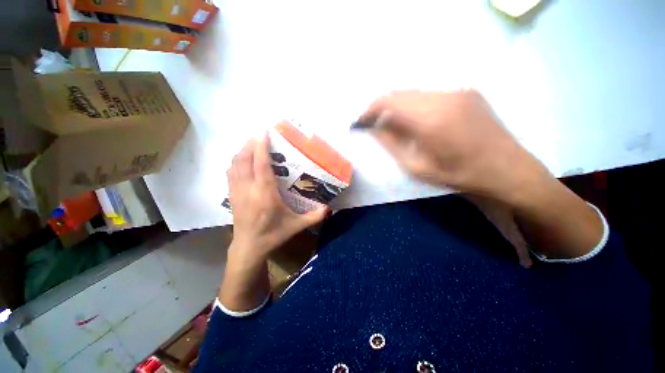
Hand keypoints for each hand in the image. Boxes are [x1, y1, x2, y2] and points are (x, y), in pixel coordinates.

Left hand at [227, 133, 328, 258]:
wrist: (249, 247)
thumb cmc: (273, 235)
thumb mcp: (296, 225)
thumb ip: (314, 216)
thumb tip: (330, 209)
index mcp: (265, 194)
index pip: (261, 165)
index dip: (261, 147)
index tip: (264, 132)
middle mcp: (249, 189)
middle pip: (244, 160)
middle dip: (250, 144)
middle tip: (260, 134)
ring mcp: (237, 191)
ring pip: (235, 164)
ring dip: (242, 151)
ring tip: (252, 144)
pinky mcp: (231, 195)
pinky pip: (231, 172)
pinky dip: (236, 161)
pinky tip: (243, 160)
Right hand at [359, 89, 548, 202]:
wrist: (508, 170)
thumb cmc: (459, 175)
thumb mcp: (417, 167)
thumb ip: (392, 144)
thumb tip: (373, 128)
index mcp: (431, 119)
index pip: (389, 101)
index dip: (370, 110)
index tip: (361, 122)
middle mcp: (444, 96)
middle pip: (399, 93)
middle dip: (381, 108)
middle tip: (373, 125)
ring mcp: (458, 91)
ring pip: (414, 93)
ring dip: (397, 107)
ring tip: (392, 126)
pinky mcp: (467, 92)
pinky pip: (429, 94)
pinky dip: (414, 105)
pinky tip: (415, 122)